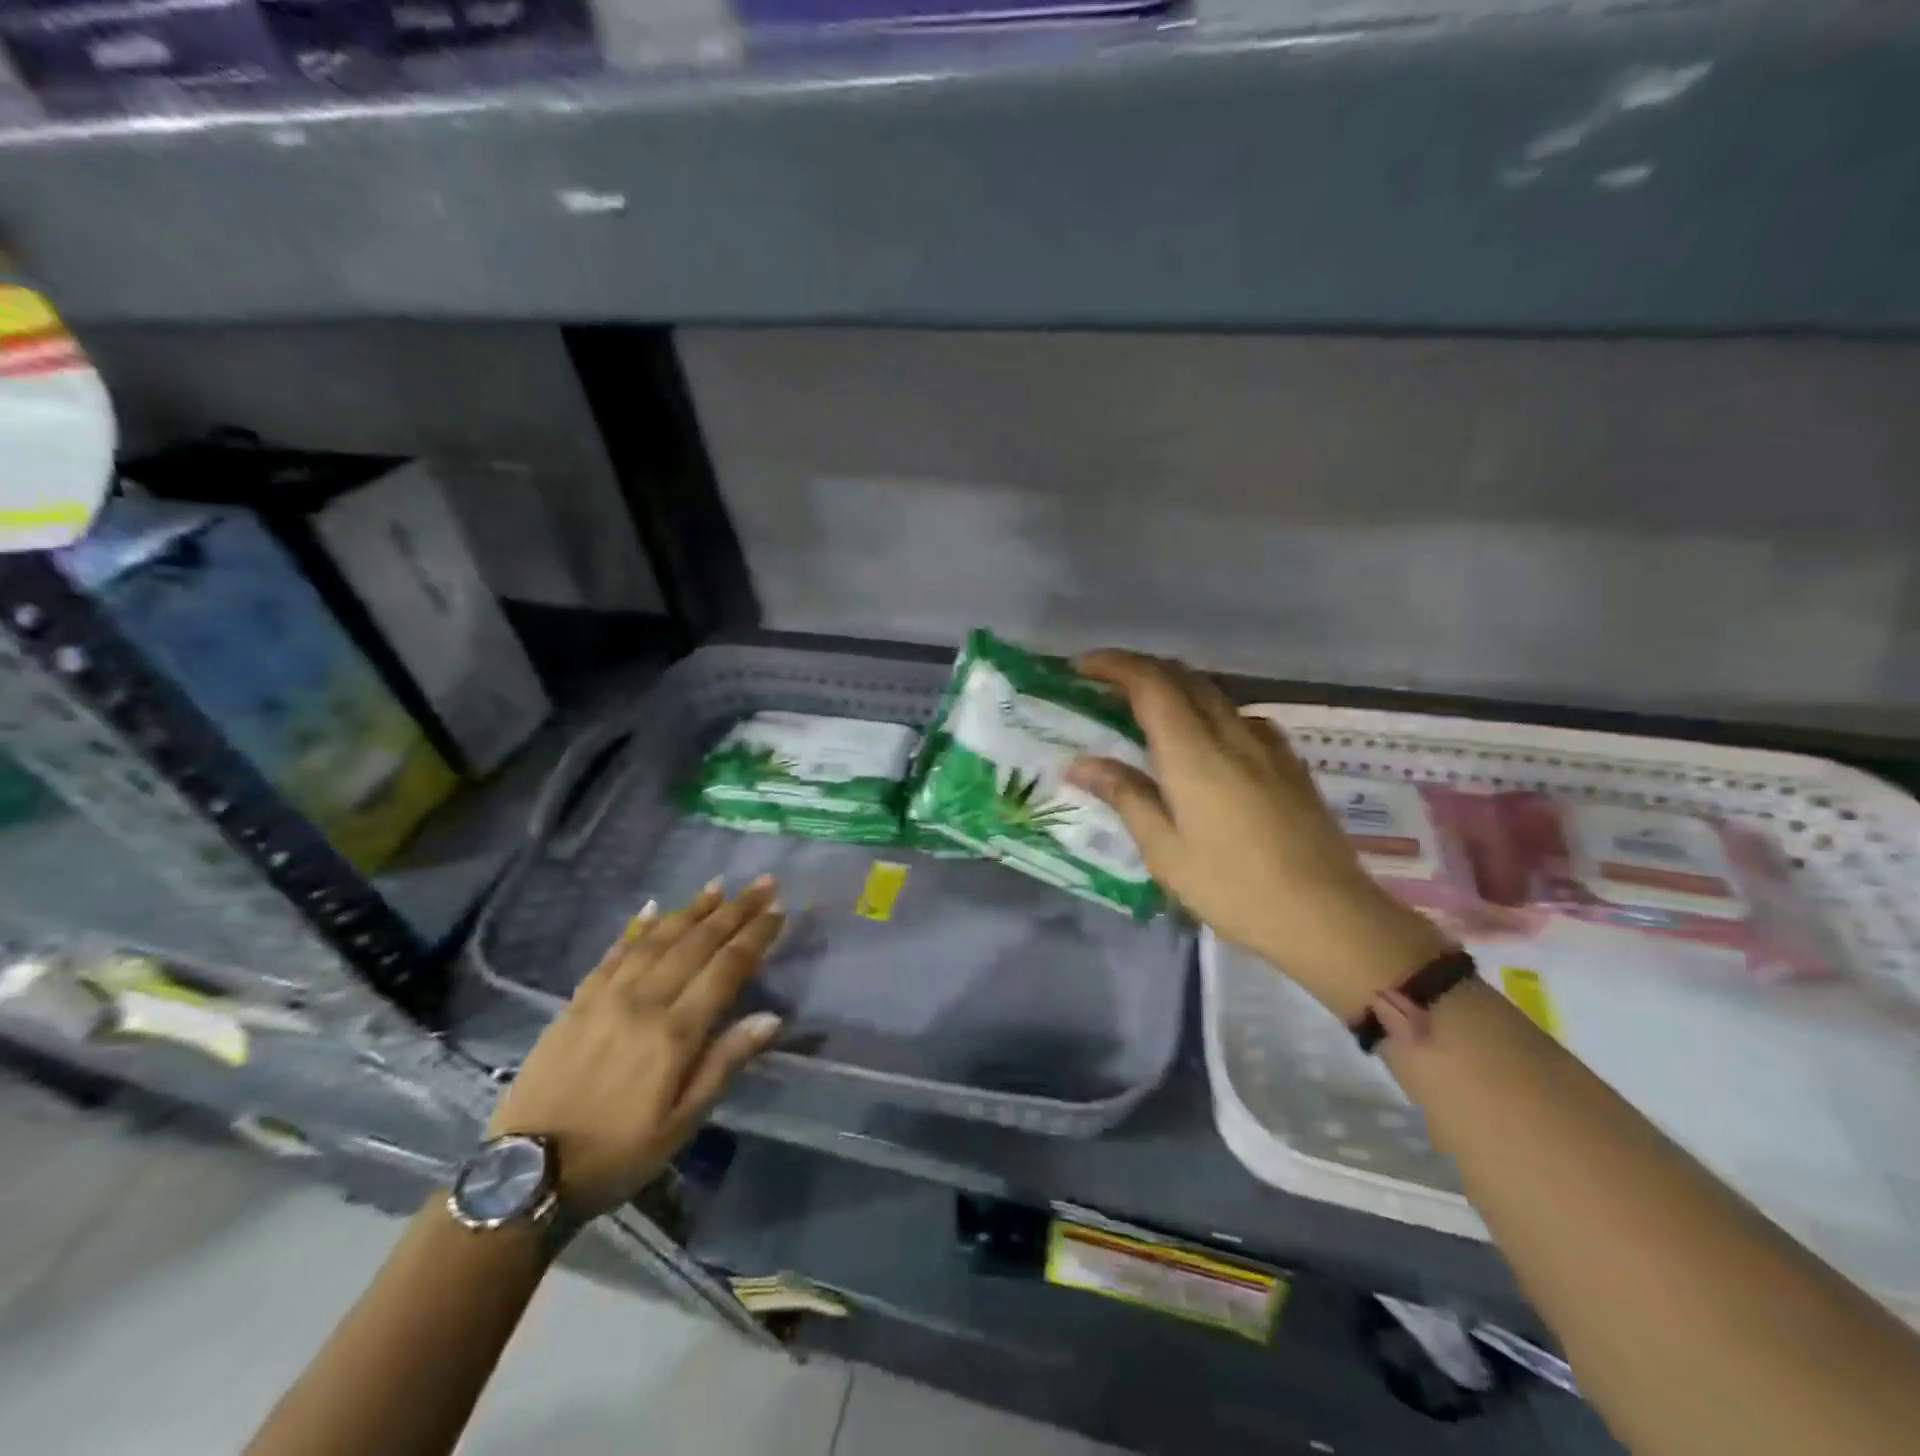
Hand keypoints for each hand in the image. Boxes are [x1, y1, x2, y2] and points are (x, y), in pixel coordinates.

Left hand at [487, 877, 784, 1216]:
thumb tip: (771, 1017)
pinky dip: (637, 928)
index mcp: (674, 1033)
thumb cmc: (618, 1154)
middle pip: (697, 943)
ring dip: (692, 909)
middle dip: (734, 910)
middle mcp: (643, 1002)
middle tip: (763, 883)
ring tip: (719, 885)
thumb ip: (725, 1063)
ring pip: (658, 939)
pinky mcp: (577, 1002)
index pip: (726, 968)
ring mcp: (606, 997)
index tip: (779, 910)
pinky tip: (653, 908)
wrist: (526, 1175)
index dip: (755, 936)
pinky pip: (613, 954)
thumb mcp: (682, 1123)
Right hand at [1067, 651, 1449, 1018]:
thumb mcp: (1166, 852)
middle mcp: (1232, 734)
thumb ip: (1126, 797)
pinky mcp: (1289, 762)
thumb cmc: (1234, 889)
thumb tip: (1081, 763)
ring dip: (1174, 688)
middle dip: (1140, 670)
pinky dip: (1208, 712)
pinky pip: (1241, 717)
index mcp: (1194, 753)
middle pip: (1183, 677)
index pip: (1150, 683)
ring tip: (1146, 713)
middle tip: (1105, 688)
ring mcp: (1267, 745)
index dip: (1113, 665)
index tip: (1081, 667)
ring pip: (1213, 694)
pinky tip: (1205, 744)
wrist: (1328, 917)